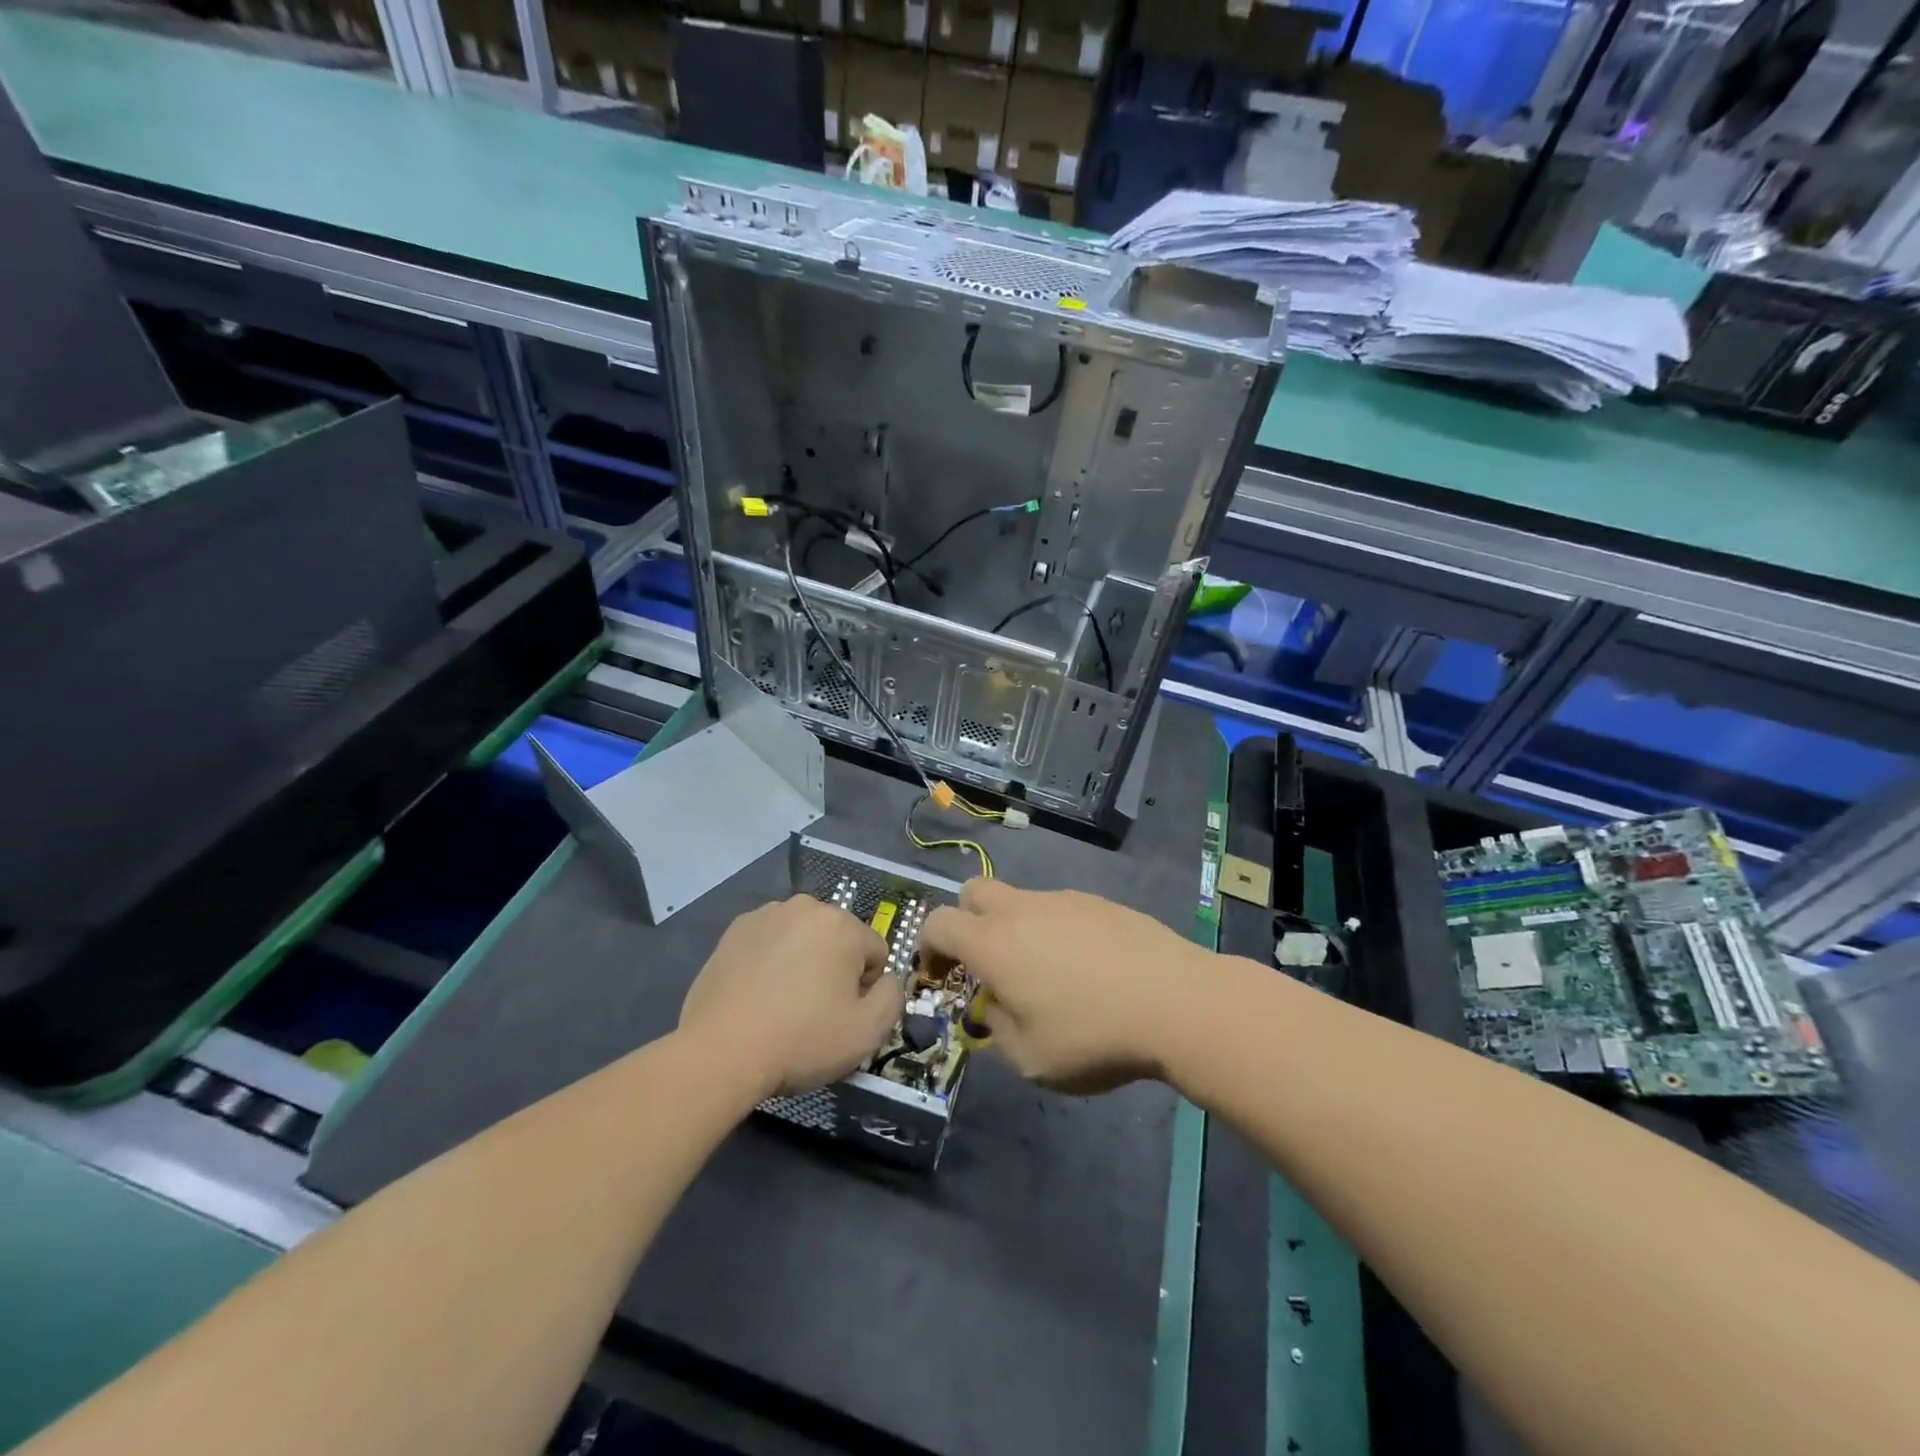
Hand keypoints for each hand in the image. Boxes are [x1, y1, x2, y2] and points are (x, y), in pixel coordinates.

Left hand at [681, 897, 902, 1098]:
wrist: (721, 1051)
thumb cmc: (802, 1039)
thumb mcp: (868, 1032)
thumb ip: (892, 997)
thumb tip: (886, 980)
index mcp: (843, 924)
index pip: (875, 953)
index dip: (865, 989)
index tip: (843, 1016)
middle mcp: (806, 907)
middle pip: (838, 940)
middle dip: (834, 970)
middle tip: (814, 1012)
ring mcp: (766, 915)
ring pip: (802, 939)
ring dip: (802, 962)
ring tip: (782, 1005)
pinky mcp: (734, 931)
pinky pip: (770, 942)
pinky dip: (770, 962)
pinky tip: (757, 995)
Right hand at [919, 880, 1207, 1093]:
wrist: (1177, 1002)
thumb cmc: (1094, 1036)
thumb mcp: (1031, 1059)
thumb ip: (997, 1030)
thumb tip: (994, 1006)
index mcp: (994, 943)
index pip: (938, 922)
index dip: (928, 946)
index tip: (939, 974)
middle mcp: (1022, 910)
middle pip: (973, 891)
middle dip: (966, 921)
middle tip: (984, 963)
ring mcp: (1064, 900)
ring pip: (1020, 899)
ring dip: (1014, 927)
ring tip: (1045, 974)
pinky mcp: (1099, 902)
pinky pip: (1059, 907)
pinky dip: (1054, 929)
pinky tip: (1086, 967)